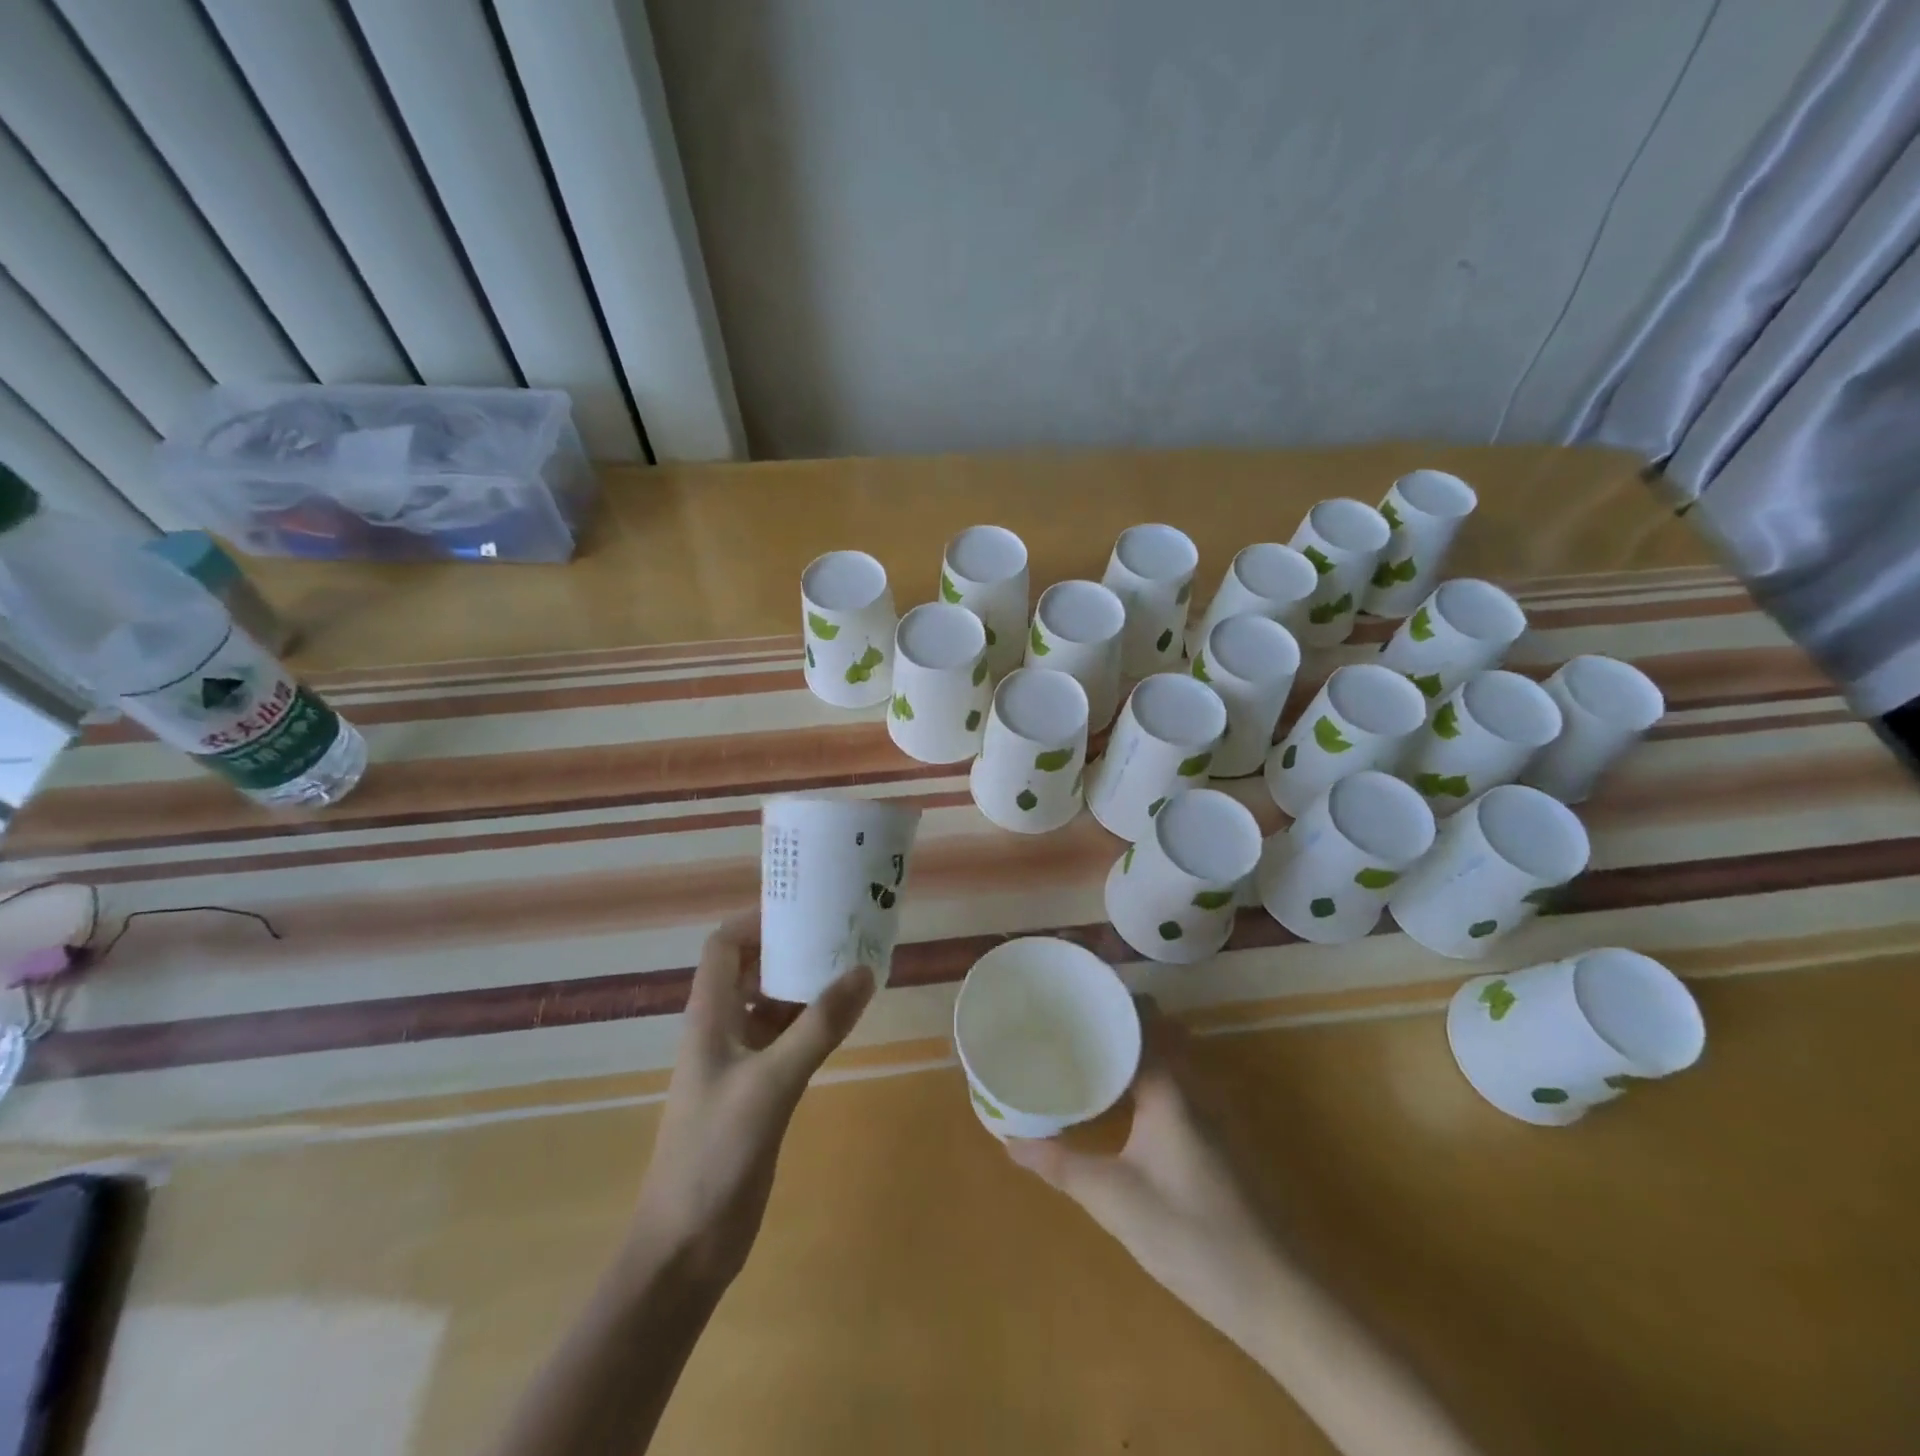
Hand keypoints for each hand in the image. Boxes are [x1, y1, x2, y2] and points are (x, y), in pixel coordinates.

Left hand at [629, 915, 874, 1288]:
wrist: (685, 1247)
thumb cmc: (714, 1154)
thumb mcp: (770, 1083)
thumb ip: (818, 1028)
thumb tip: (863, 971)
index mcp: (709, 1017)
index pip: (724, 947)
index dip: (757, 921)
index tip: (803, 909)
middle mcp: (721, 1030)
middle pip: (752, 970)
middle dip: (791, 949)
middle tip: (841, 934)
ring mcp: (739, 1062)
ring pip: (773, 1006)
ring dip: (806, 987)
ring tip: (853, 968)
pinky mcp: (757, 1092)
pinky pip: (786, 1040)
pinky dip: (812, 1025)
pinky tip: (844, 1022)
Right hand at [1007, 1002, 1280, 1347]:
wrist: (1271, 1292)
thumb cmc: (1189, 1234)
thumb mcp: (1113, 1200)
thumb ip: (1060, 1164)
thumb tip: (1009, 1140)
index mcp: (1168, 1086)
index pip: (1138, 1019)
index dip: (1106, 1000)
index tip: (1070, 993)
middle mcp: (1192, 1084)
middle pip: (1154, 1029)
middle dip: (1116, 1019)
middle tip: (1069, 1020)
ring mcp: (1208, 1110)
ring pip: (1167, 1055)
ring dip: (1132, 1046)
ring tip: (1086, 1049)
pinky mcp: (1213, 1136)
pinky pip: (1173, 1081)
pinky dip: (1145, 1073)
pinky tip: (1119, 1100)